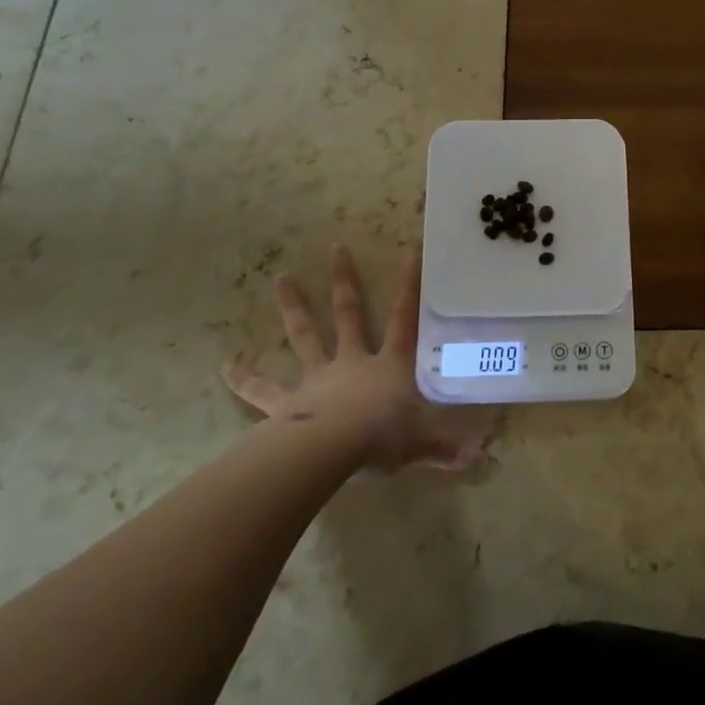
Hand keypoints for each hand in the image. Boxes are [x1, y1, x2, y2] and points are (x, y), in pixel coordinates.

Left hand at [221, 246, 479, 473]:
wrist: (330, 452)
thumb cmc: (381, 439)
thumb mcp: (420, 444)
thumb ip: (445, 448)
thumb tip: (479, 457)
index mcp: (388, 366)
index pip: (404, 320)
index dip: (409, 288)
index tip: (410, 254)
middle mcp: (352, 362)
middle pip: (348, 314)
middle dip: (343, 281)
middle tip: (334, 248)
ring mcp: (316, 378)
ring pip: (304, 335)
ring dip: (293, 306)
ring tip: (281, 277)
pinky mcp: (286, 403)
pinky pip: (263, 390)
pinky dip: (244, 379)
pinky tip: (225, 366)